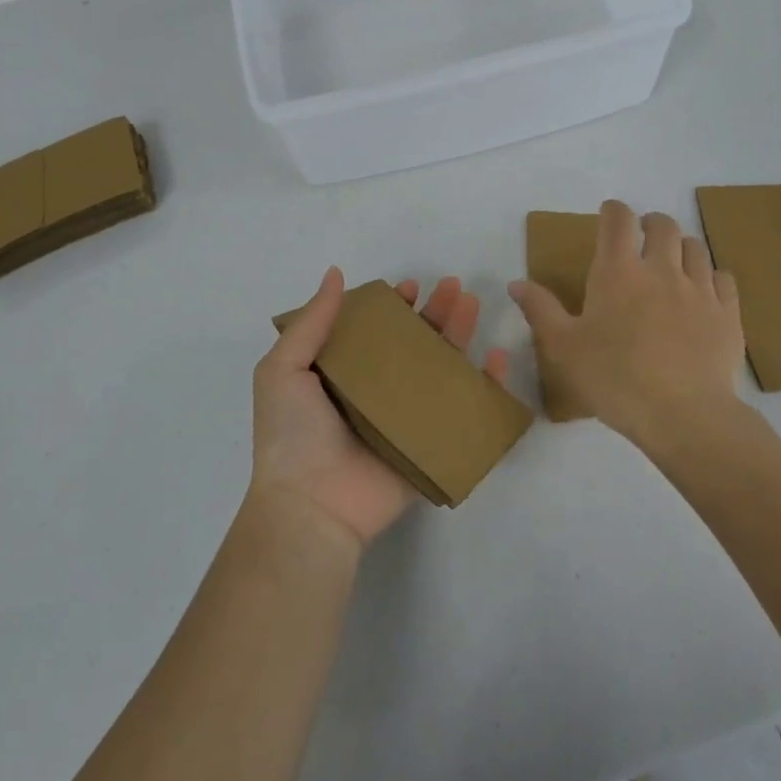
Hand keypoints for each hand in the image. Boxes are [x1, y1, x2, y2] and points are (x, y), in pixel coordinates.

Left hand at [251, 267, 511, 549]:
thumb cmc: (292, 435)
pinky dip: (486, 386)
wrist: (312, 507)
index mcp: (342, 375)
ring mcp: (406, 419)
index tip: (410, 287)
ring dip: (458, 336)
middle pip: (414, 345)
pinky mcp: (431, 445)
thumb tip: (336, 274)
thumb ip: (311, 322)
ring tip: (472, 305)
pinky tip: (497, 359)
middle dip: (434, 313)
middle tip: (454, 286)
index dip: (393, 307)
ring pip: (441, 370)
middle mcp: (376, 393)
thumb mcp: (283, 370)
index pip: (375, 331)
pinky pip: (464, 411)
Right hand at [509, 200, 744, 446]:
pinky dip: (711, 276)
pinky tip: (704, 291)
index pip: (618, 220)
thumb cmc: (614, 379)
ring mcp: (700, 289)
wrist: (683, 415)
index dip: (613, 210)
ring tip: (672, 263)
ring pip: (695, 248)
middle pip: (663, 225)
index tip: (609, 214)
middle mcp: (662, 269)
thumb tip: (516, 283)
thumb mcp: (563, 348)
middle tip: (641, 237)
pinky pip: (724, 278)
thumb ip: (540, 310)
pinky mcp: (727, 313)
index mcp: (618, 272)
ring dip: (680, 247)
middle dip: (650, 223)